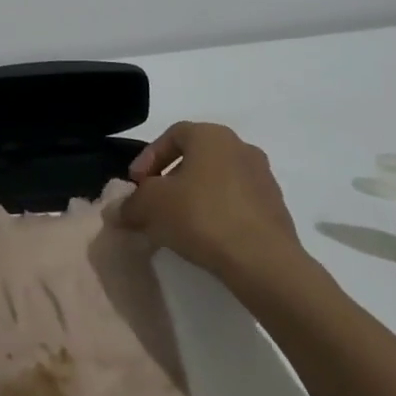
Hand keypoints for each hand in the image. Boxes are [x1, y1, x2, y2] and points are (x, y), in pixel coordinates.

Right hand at [119, 122, 312, 296]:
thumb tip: (120, 210)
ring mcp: (263, 178)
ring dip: (194, 197)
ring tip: (177, 224)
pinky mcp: (275, 209)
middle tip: (153, 203)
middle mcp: (241, 148)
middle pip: (196, 157)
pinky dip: (216, 213)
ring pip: (217, 180)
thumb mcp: (150, 206)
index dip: (148, 157)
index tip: (136, 184)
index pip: (172, 134)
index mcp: (212, 136)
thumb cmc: (201, 216)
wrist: (263, 261)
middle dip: (170, 178)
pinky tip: (204, 238)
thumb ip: (130, 203)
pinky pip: (236, 203)